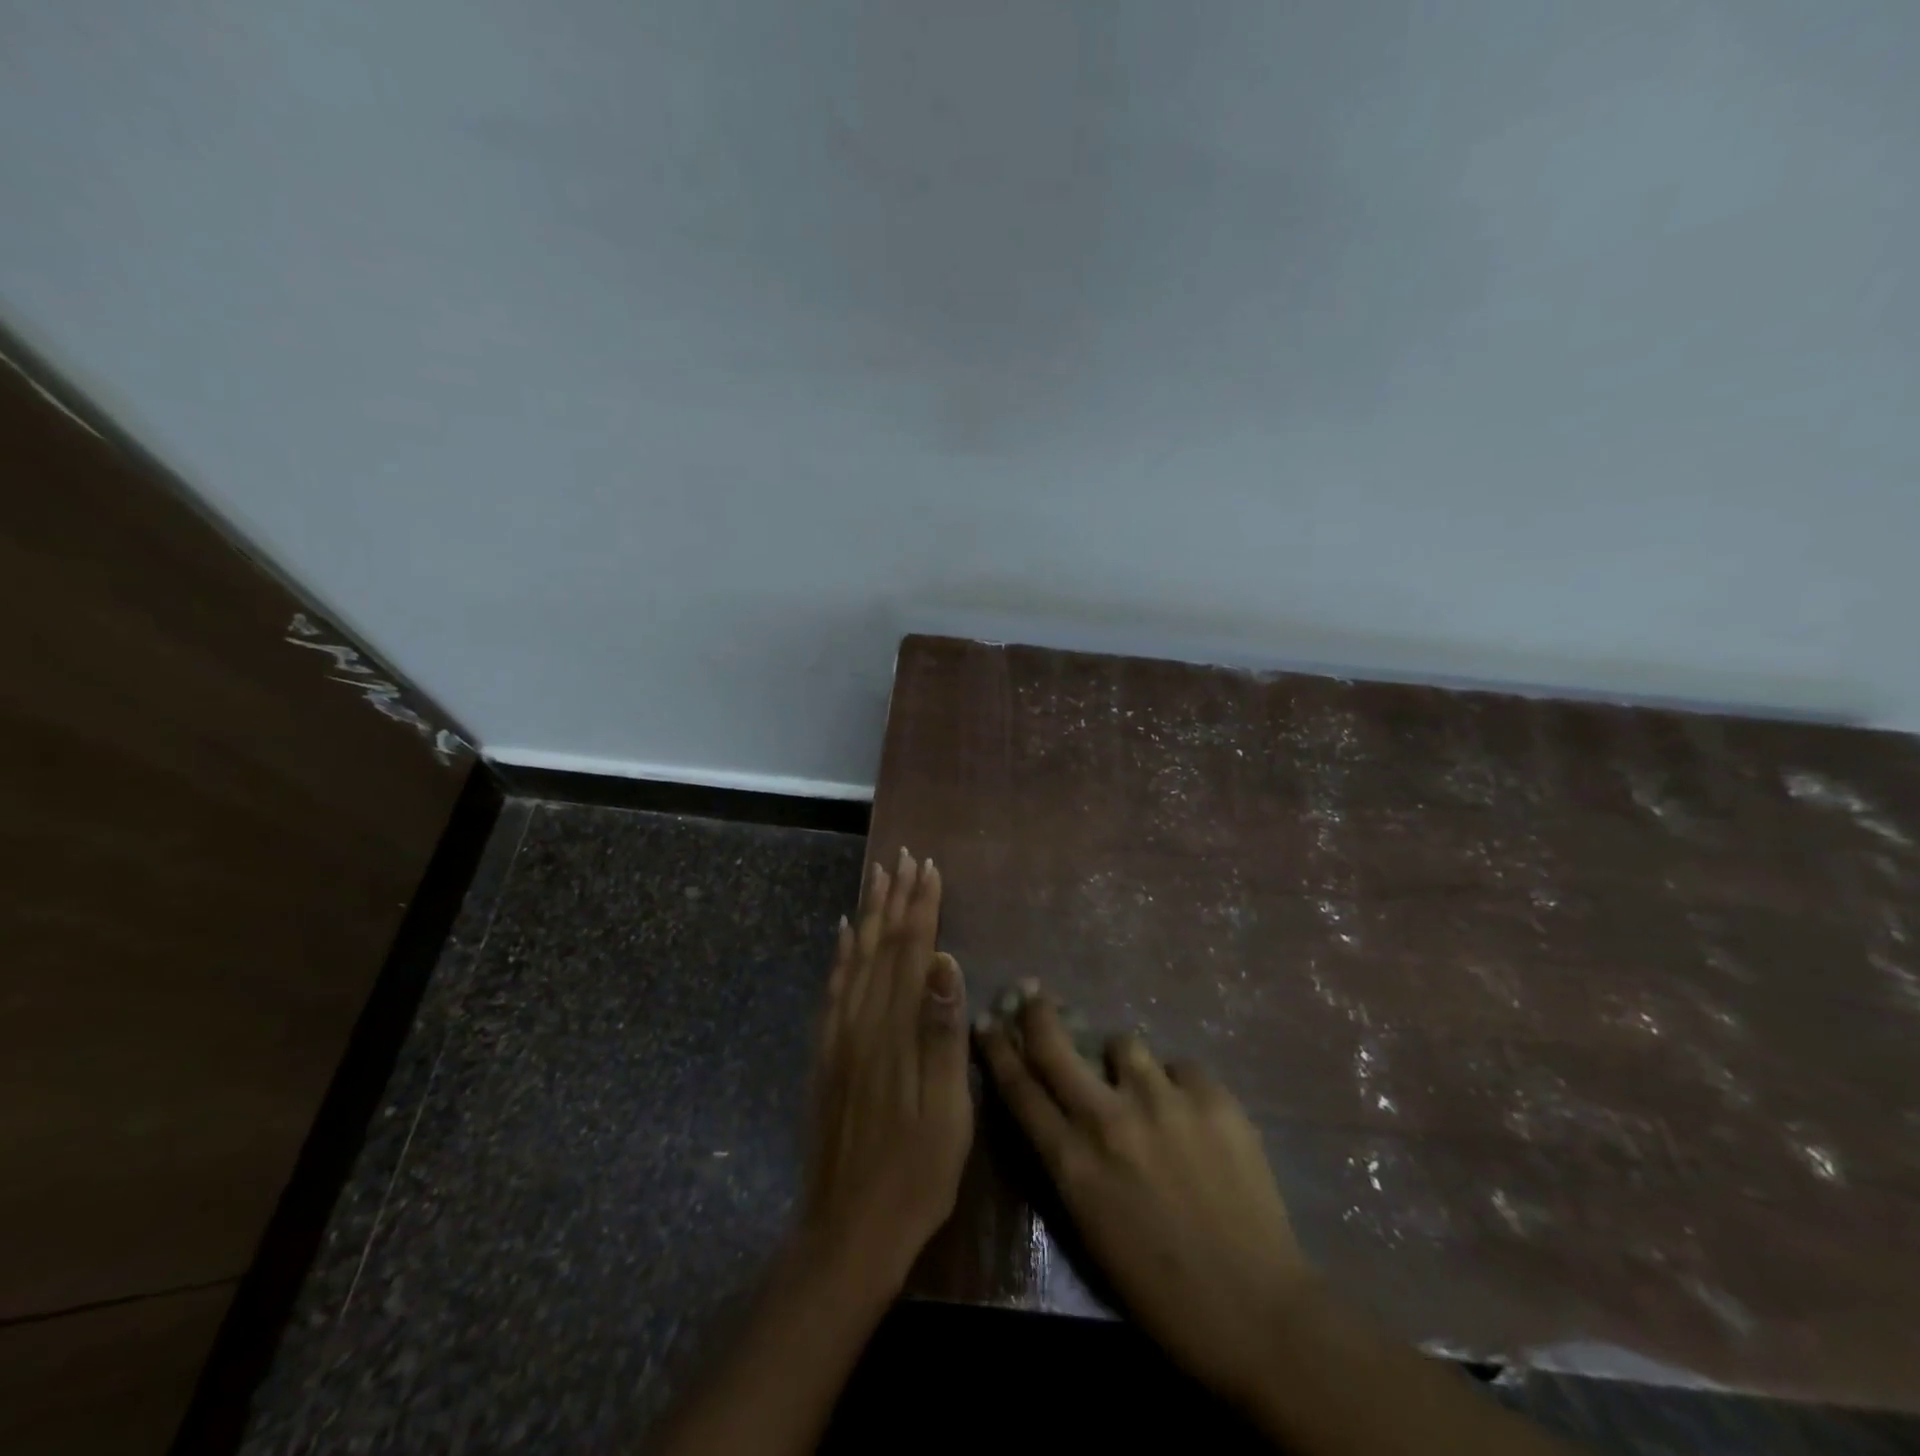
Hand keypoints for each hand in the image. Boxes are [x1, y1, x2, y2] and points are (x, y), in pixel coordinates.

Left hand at [802, 849, 970, 1298]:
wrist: (848, 1231)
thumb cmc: (914, 1175)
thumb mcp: (946, 1112)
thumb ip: (942, 1034)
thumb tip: (944, 962)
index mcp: (895, 1031)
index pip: (913, 952)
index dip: (922, 908)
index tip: (930, 869)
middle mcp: (862, 1022)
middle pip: (882, 945)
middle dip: (896, 899)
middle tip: (904, 857)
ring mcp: (839, 1037)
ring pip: (856, 958)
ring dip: (870, 914)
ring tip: (878, 877)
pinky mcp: (826, 1054)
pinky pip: (832, 988)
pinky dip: (841, 953)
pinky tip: (844, 934)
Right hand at [976, 988, 1312, 1402]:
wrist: (1257, 1314)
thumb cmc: (1161, 1288)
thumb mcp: (1090, 1226)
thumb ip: (1068, 1158)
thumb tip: (1059, 1109)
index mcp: (1072, 1163)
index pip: (1019, 1088)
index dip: (997, 1049)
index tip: (987, 1021)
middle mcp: (1108, 1119)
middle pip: (1054, 1044)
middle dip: (1036, 1013)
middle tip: (1032, 994)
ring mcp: (1162, 1101)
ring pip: (1123, 1043)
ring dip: (1124, 1062)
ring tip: (1146, 1091)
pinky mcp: (1211, 1096)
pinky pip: (1180, 1068)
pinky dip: (1179, 1087)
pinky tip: (1196, 1120)